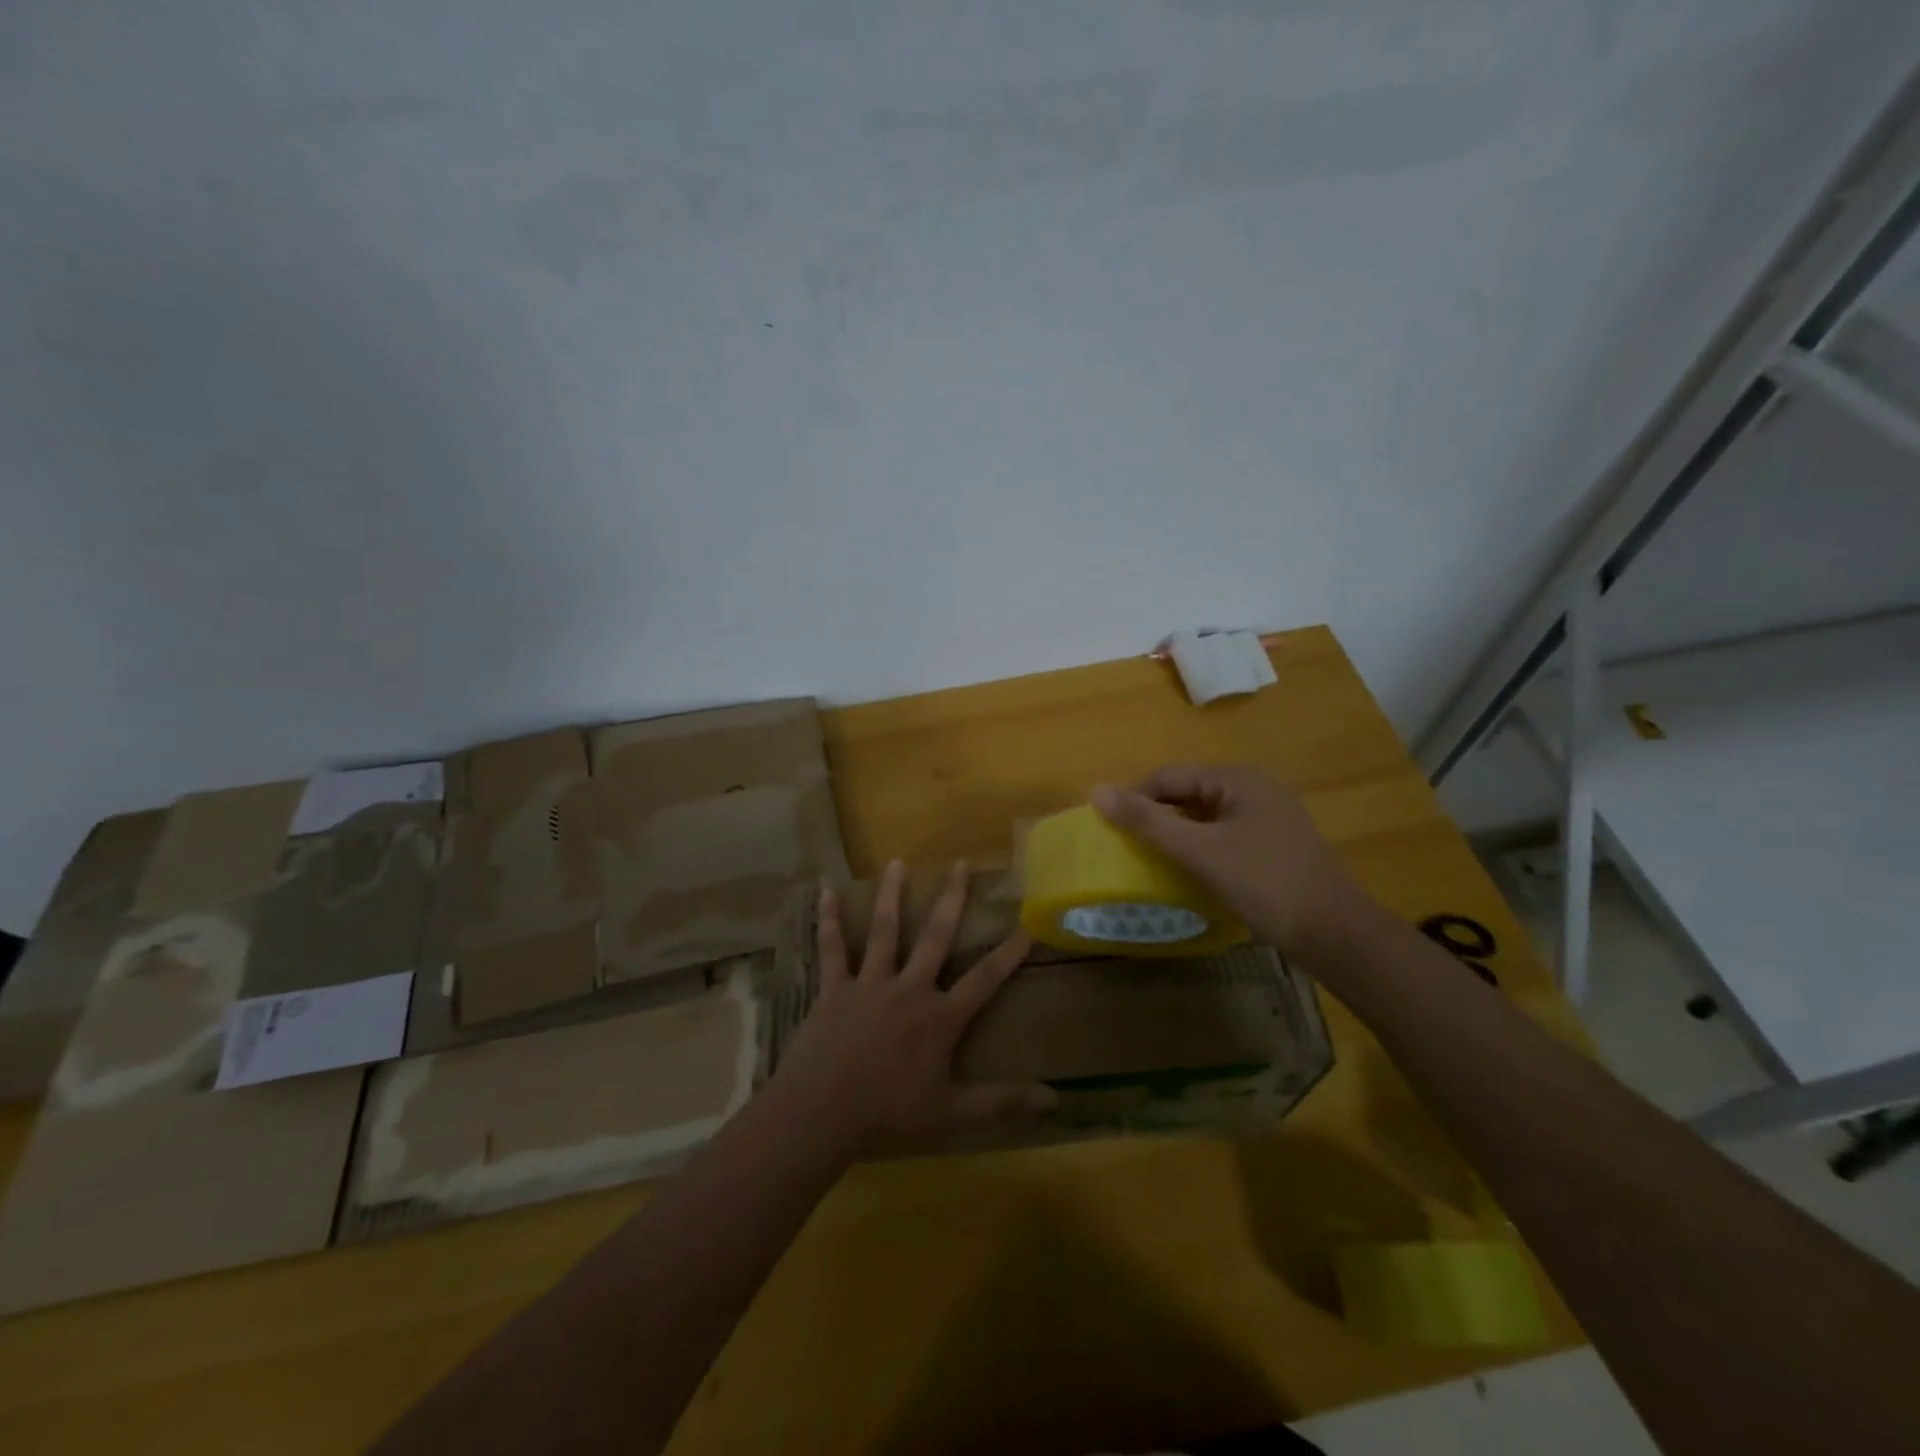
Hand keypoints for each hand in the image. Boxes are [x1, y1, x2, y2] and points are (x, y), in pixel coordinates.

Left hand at [768, 859, 1057, 1155]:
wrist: (821, 1114)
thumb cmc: (889, 1115)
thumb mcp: (952, 1113)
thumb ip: (1002, 1102)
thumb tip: (1055, 1100)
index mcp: (940, 1017)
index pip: (985, 978)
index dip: (1010, 951)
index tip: (1028, 921)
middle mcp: (909, 989)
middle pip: (936, 937)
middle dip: (952, 899)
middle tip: (961, 864)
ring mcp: (869, 984)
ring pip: (885, 931)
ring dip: (892, 895)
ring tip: (897, 863)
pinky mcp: (834, 989)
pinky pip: (832, 949)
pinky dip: (829, 921)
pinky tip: (825, 892)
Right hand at [1090, 765, 1375, 963]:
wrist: (1336, 934)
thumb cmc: (1264, 884)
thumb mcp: (1199, 852)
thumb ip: (1147, 821)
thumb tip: (1096, 790)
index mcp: (1237, 779)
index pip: (1168, 776)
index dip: (1134, 798)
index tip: (1107, 829)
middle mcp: (1253, 789)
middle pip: (1187, 794)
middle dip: (1155, 817)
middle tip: (1125, 848)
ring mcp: (1267, 817)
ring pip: (1204, 817)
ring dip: (1175, 835)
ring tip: (1148, 861)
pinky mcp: (1272, 845)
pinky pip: (1221, 836)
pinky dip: (1198, 849)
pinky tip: (1186, 872)